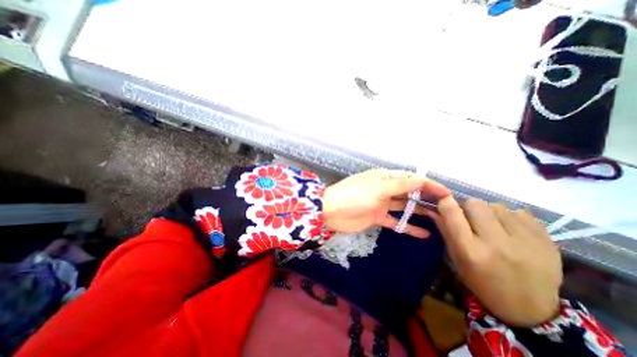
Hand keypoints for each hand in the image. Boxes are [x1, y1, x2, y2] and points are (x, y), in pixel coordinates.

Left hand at [322, 169, 449, 238]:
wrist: (332, 211)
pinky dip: (409, 227)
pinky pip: (397, 222)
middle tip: (447, 207)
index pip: (411, 179)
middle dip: (427, 198)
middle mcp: (385, 189)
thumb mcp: (378, 187)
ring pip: (405, 207)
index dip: (428, 184)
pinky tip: (424, 234)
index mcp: (385, 178)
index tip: (447, 193)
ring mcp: (382, 204)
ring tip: (440, 220)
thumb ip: (400, 185)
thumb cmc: (354, 195)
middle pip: (409, 192)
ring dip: (420, 212)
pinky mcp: (378, 217)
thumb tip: (422, 179)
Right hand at [431, 198, 558, 325]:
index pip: (453, 214)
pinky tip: (512, 231)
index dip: (446, 203)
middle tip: (472, 219)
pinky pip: (520, 212)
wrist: (530, 309)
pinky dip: (511, 218)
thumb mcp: (456, 258)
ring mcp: (525, 242)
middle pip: (475, 204)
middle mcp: (496, 244)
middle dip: (469, 208)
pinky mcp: (547, 240)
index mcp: (470, 251)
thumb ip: (446, 230)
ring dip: (490, 213)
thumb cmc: (481, 281)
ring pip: (497, 206)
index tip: (444, 202)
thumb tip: (434, 207)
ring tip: (494, 227)